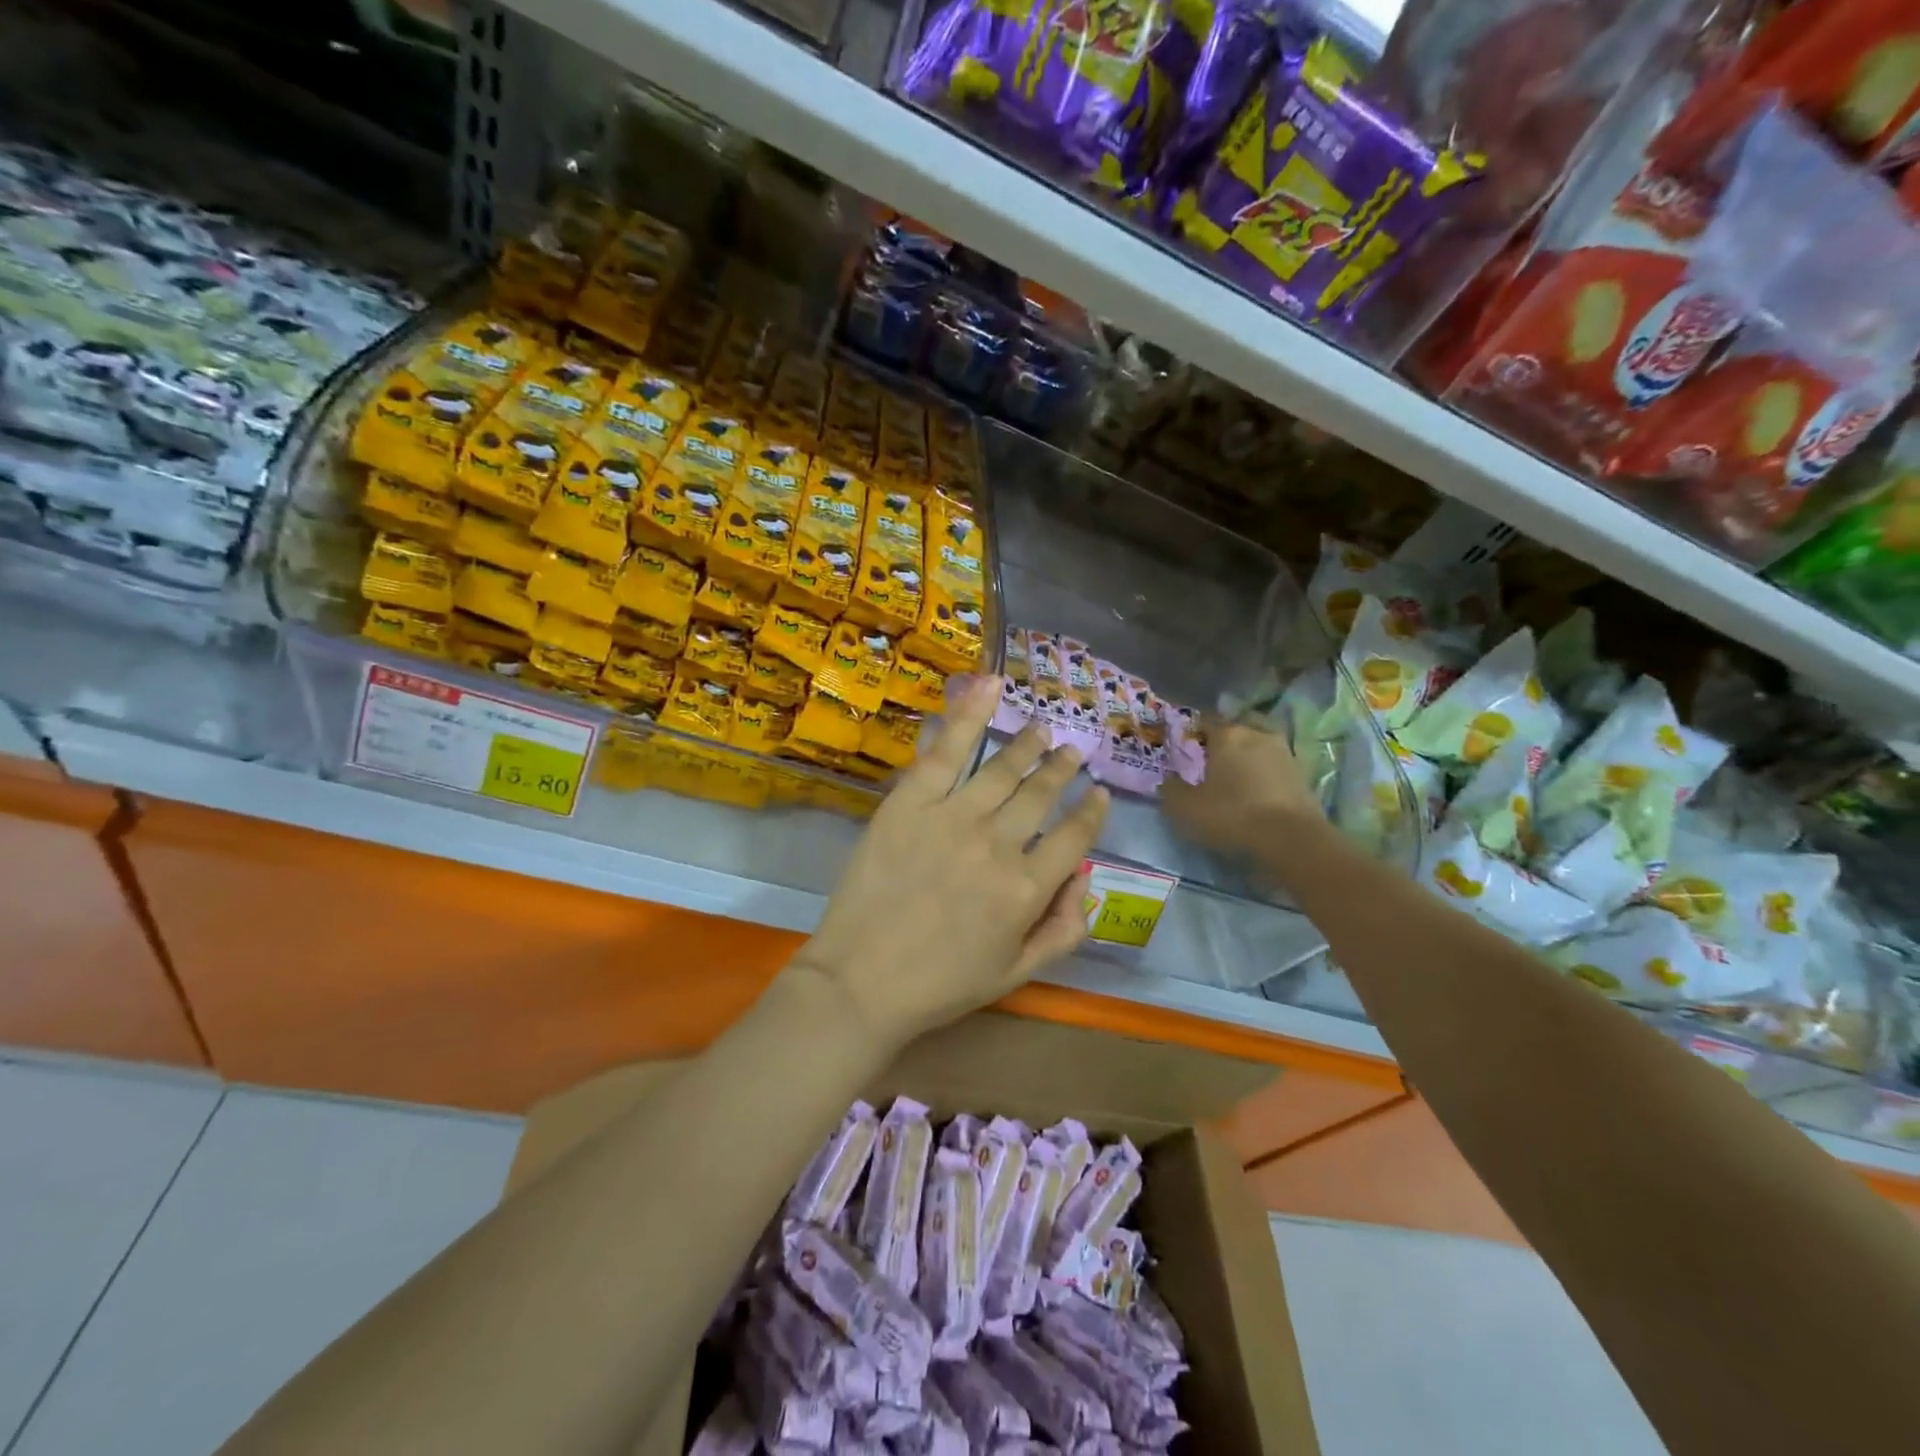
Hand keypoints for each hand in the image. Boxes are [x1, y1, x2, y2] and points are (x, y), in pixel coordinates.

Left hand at [795, 676, 1109, 1051]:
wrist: (861, 981)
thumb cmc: (940, 984)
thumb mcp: (1016, 974)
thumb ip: (1063, 930)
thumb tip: (1086, 882)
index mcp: (1028, 889)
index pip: (1074, 838)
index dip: (1091, 812)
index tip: (1098, 793)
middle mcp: (999, 844)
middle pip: (1041, 795)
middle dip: (1062, 770)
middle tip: (1072, 751)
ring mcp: (953, 817)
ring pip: (1003, 769)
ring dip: (1028, 746)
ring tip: (1041, 730)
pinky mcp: (910, 802)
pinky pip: (946, 752)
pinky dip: (969, 715)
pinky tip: (989, 688)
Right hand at [1161, 717, 1321, 855]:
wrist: (1291, 838)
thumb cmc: (1232, 814)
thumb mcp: (1185, 807)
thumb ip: (1171, 789)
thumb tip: (1169, 780)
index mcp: (1227, 734)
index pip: (1204, 721)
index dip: (1192, 734)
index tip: (1185, 751)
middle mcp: (1256, 733)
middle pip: (1235, 729)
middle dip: (1224, 741)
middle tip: (1212, 762)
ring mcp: (1283, 751)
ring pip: (1258, 745)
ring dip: (1247, 756)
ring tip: (1236, 778)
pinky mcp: (1302, 773)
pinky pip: (1274, 765)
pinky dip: (1264, 773)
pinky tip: (1256, 791)